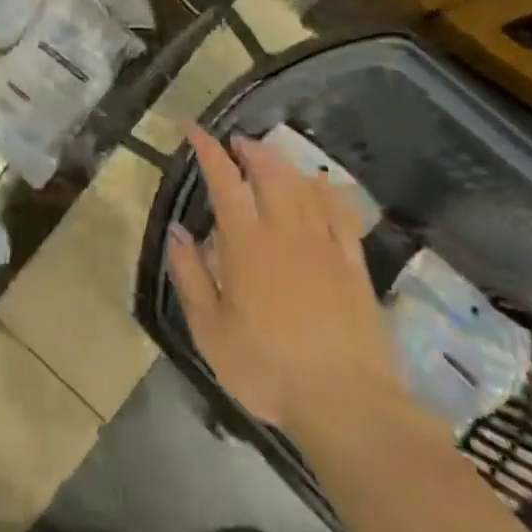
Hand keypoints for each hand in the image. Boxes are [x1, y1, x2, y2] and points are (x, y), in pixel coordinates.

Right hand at [167, 124, 397, 438]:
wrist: (346, 403)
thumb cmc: (267, 368)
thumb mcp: (210, 330)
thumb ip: (190, 275)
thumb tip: (177, 230)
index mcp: (246, 244)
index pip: (224, 181)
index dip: (207, 150)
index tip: (192, 128)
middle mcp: (285, 232)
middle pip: (269, 173)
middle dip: (250, 150)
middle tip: (236, 142)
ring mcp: (324, 246)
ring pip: (303, 186)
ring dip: (283, 163)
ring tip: (268, 156)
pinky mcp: (354, 265)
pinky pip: (341, 213)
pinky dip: (327, 190)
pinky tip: (321, 183)